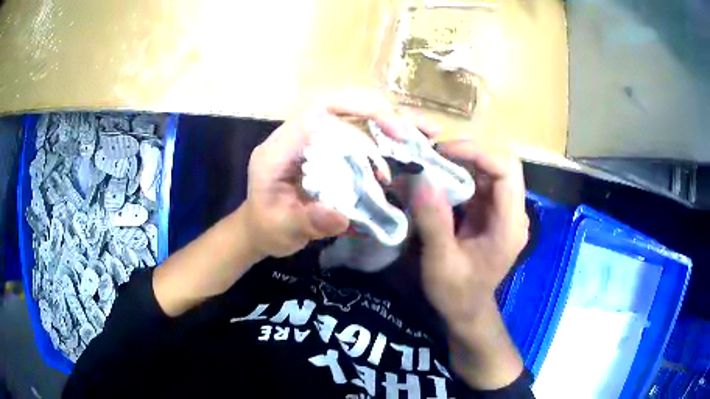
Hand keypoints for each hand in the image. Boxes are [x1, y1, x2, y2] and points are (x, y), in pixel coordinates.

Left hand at [243, 89, 408, 257]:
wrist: (261, 229)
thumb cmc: (267, 228)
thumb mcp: (283, 229)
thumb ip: (308, 222)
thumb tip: (342, 217)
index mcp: (278, 150)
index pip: (315, 114)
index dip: (354, 112)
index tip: (389, 129)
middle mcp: (292, 137)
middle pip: (334, 107)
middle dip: (372, 112)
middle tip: (403, 132)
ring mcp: (306, 142)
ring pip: (343, 118)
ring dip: (375, 126)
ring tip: (402, 143)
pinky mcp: (318, 151)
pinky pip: (347, 135)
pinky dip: (371, 142)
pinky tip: (384, 160)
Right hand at [410, 140, 527, 388]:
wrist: (467, 311)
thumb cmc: (457, 293)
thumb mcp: (441, 262)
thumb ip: (434, 221)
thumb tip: (421, 179)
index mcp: (510, 225)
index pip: (507, 170)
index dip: (478, 152)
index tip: (443, 152)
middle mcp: (513, 213)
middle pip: (502, 164)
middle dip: (470, 152)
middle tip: (435, 155)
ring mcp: (504, 211)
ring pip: (491, 169)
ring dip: (464, 160)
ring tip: (433, 162)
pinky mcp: (492, 212)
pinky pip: (481, 182)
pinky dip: (461, 173)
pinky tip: (440, 177)